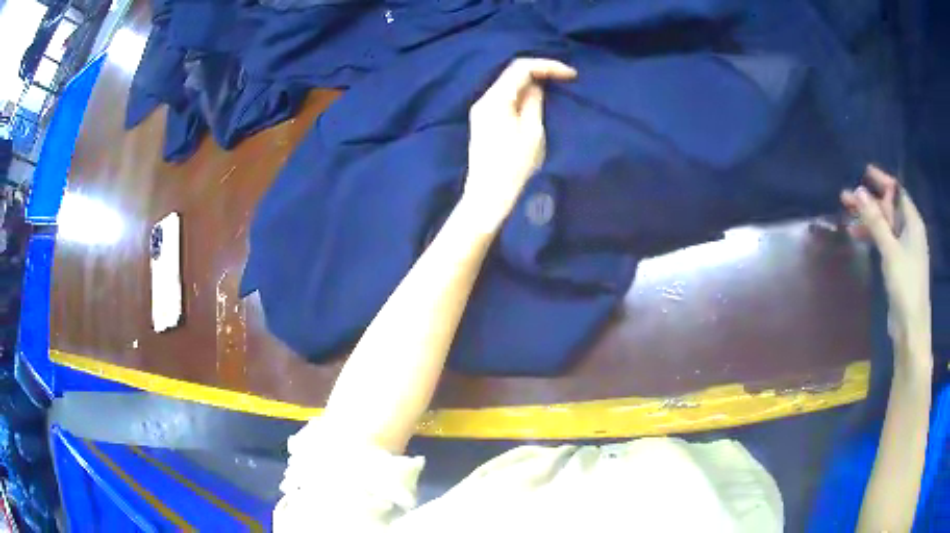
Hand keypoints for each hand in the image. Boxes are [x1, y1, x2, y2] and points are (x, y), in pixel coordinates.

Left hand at [463, 58, 576, 223]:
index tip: (571, 75)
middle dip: (540, 72)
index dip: (548, 66)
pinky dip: (523, 95)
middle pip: (513, 74)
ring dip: (532, 83)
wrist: (488, 198)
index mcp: (495, 100)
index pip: (521, 68)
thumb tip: (537, 85)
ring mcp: (481, 111)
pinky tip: (538, 101)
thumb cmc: (514, 168)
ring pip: (509, 85)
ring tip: (556, 88)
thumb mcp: (532, 133)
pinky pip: (506, 98)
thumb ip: (534, 103)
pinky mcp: (484, 122)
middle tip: (565, 79)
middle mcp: (484, 100)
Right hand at [841, 165, 930, 360]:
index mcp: (913, 222)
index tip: (863, 172)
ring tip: (847, 217)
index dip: (882, 181)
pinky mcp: (898, 265)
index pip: (897, 192)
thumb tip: (858, 190)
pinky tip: (859, 236)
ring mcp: (905, 249)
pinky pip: (885, 242)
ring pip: (885, 226)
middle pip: (889, 208)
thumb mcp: (890, 250)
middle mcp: (910, 231)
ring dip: (868, 220)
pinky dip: (873, 237)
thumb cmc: (906, 285)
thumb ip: (876, 221)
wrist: (911, 327)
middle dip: (869, 202)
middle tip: (846, 197)